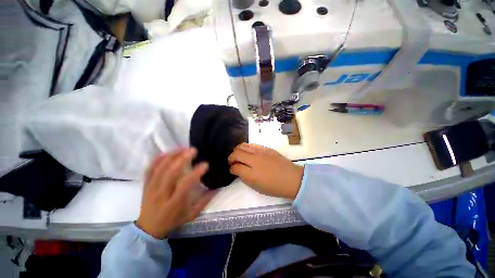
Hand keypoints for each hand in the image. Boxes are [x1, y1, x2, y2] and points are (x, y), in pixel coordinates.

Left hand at [136, 148, 215, 238]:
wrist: (148, 230)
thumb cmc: (173, 221)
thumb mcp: (191, 215)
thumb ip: (204, 201)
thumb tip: (217, 188)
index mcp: (174, 203)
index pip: (185, 184)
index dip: (196, 172)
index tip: (206, 164)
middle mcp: (162, 194)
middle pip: (171, 173)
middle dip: (183, 159)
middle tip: (193, 150)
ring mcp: (151, 189)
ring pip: (160, 169)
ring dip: (171, 156)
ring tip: (182, 148)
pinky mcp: (145, 186)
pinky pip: (149, 170)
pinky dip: (157, 160)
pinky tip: (165, 152)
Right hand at [228, 143, 303, 198]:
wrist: (291, 178)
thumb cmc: (274, 186)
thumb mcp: (256, 186)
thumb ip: (244, 177)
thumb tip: (236, 169)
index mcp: (251, 173)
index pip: (235, 167)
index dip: (231, 168)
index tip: (231, 169)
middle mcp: (254, 160)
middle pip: (237, 153)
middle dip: (231, 157)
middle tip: (231, 161)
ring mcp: (260, 152)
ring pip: (243, 146)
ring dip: (237, 150)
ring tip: (237, 154)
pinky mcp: (266, 148)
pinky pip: (252, 144)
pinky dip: (246, 147)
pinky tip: (247, 151)